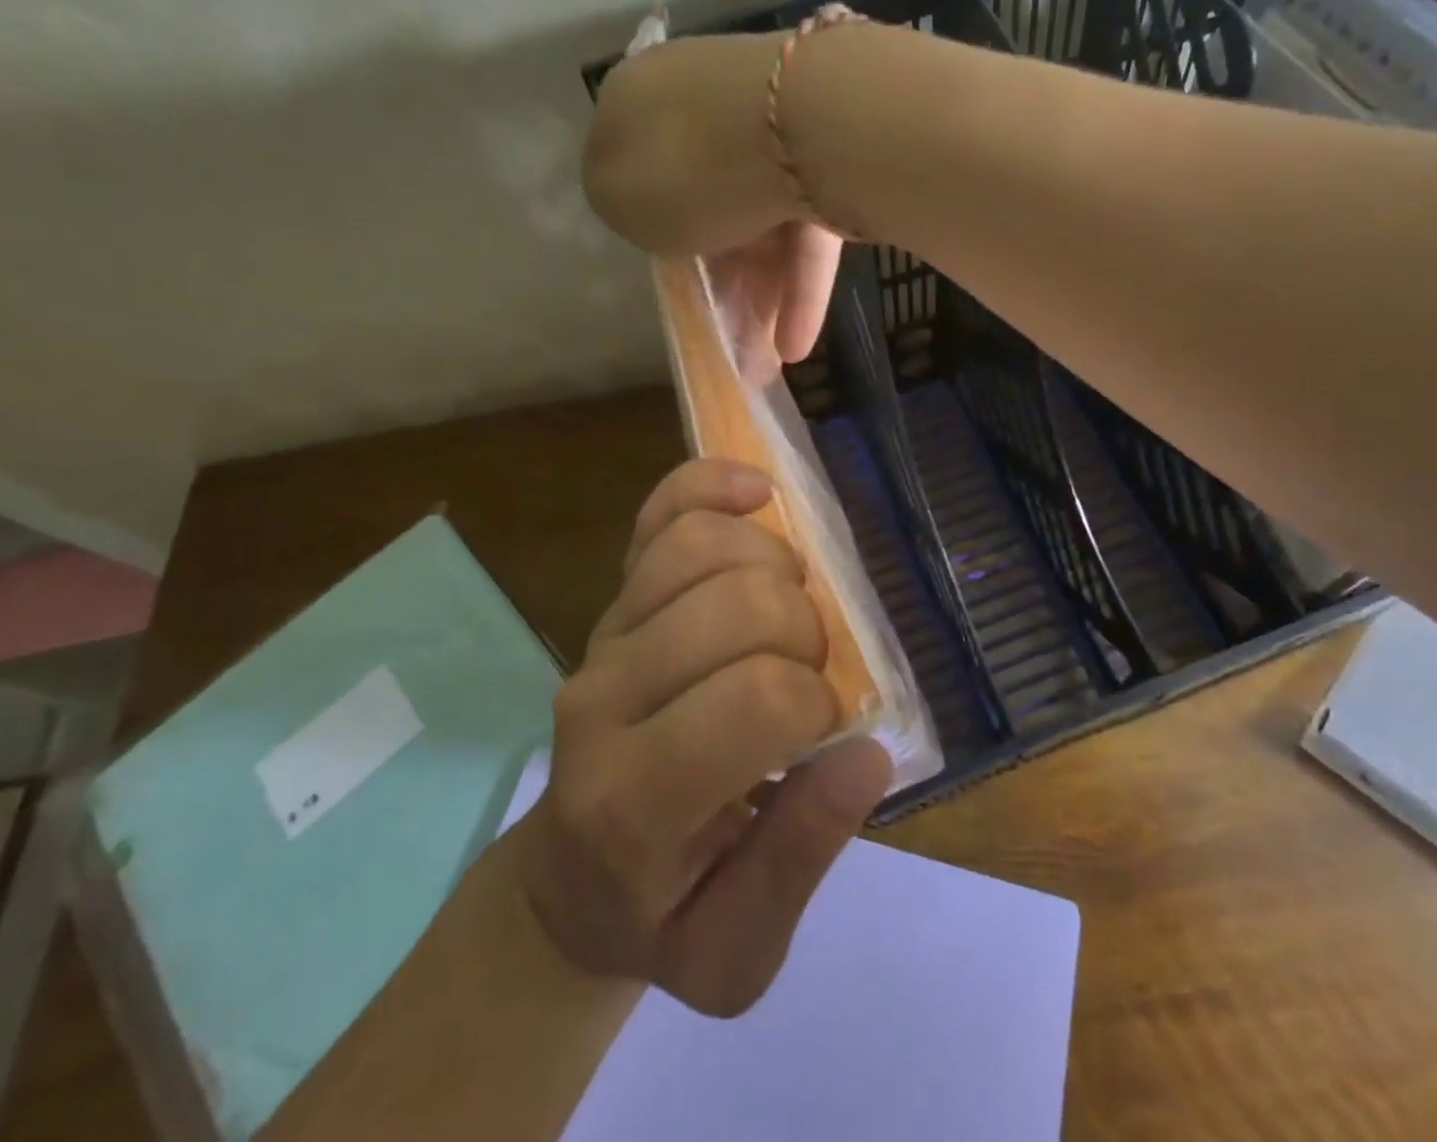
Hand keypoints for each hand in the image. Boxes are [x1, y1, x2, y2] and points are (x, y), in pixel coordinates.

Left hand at [509, 458, 892, 1016]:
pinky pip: (660, 514)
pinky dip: (713, 486)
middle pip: (737, 607)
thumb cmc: (661, 913)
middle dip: (806, 631)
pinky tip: (757, 494)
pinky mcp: (614, 597)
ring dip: (778, 565)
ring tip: (792, 609)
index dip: (817, 702)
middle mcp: (604, 700)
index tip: (822, 731)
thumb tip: (867, 754)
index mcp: (635, 800)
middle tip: (809, 674)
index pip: (755, 700)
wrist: (570, 877)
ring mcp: (603, 636)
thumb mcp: (737, 950)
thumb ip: (801, 858)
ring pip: (701, 546)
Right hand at [584, 31, 845, 380]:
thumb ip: (625, 204)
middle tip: (724, 336)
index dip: (654, 228)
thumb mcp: (618, 196)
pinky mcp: (832, 163)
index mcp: (644, 100)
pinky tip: (794, 345)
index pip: (641, 167)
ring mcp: (777, 132)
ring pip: (762, 225)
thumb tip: (650, 206)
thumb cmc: (685, 166)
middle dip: (719, 279)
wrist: (796, 126)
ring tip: (761, 363)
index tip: (669, 276)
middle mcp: (710, 107)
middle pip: (709, 203)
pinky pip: (808, 233)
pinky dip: (801, 288)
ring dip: (760, 297)